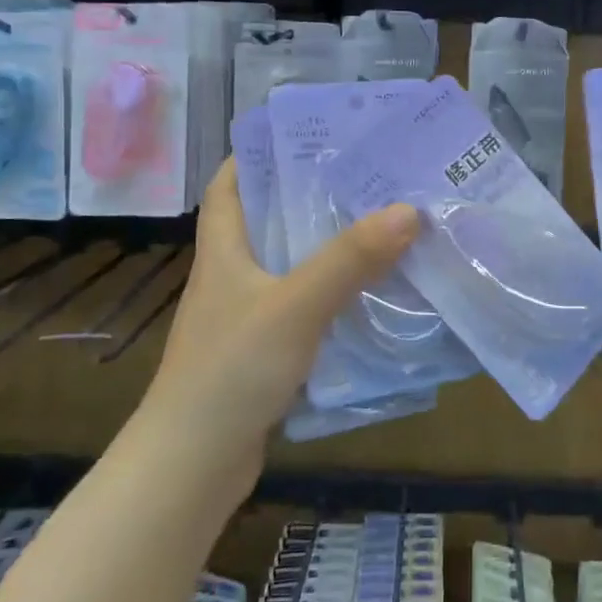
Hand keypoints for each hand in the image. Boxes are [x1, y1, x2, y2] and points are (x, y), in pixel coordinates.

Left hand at [145, 161, 420, 481]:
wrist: (194, 465)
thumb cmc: (232, 370)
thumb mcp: (296, 306)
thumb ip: (349, 260)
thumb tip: (407, 210)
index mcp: (223, 251)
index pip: (227, 185)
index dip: (255, 154)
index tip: (305, 137)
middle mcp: (231, 277)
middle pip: (267, 221)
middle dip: (310, 197)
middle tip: (366, 178)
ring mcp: (245, 317)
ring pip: (289, 267)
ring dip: (328, 249)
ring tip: (380, 227)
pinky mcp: (262, 353)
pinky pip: (303, 308)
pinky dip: (332, 296)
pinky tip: (370, 296)